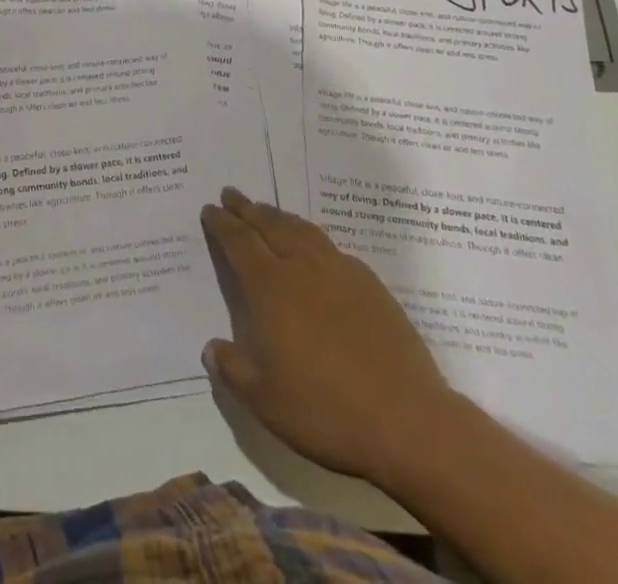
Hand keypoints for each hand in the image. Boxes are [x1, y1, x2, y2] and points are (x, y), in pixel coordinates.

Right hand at [200, 187, 456, 488]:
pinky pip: (331, 248)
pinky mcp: (371, 285)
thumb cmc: (325, 410)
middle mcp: (302, 268)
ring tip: (267, 211)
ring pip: (302, 230)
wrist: (407, 422)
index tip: (210, 208)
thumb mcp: (264, 400)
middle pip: (269, 225)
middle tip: (232, 194)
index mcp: (271, 288)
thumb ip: (233, 369)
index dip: (222, 223)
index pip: (240, 242)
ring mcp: (340, 272)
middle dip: (247, 209)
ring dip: (279, 217)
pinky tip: (314, 247)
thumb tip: (212, 347)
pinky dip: (312, 238)